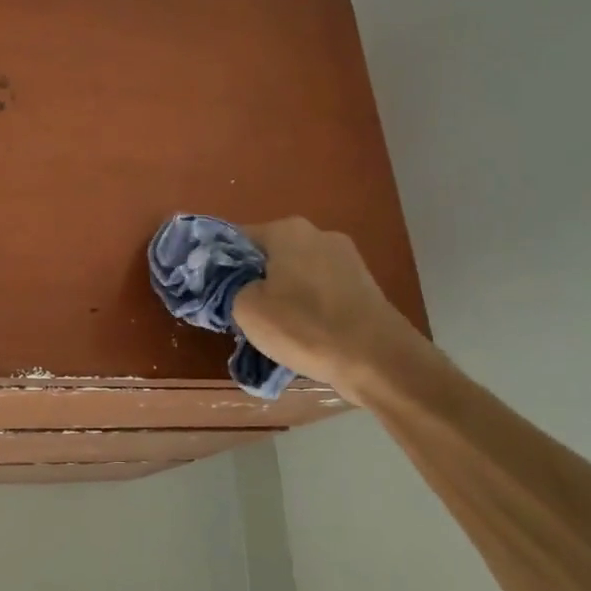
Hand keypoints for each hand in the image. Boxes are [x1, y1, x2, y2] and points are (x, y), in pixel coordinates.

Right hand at [231, 217, 418, 403]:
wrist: (378, 360)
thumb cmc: (304, 327)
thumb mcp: (246, 309)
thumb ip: (228, 288)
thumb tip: (232, 285)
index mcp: (287, 230)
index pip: (237, 239)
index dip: (219, 265)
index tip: (212, 292)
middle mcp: (318, 234)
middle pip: (269, 255)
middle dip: (253, 280)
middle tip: (239, 313)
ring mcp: (347, 259)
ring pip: (296, 274)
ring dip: (281, 295)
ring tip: (272, 329)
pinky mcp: (364, 286)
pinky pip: (320, 291)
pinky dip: (307, 307)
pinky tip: (304, 333)